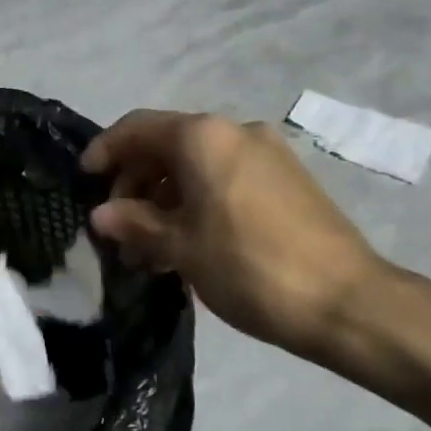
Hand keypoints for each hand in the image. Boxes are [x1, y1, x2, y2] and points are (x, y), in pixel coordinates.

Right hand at [82, 110, 384, 360]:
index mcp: (204, 137)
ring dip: (164, 200)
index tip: (83, 181)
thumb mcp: (181, 247)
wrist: (347, 301)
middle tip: (117, 230)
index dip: (105, 151)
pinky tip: (186, 244)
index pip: (138, 129)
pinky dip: (196, 203)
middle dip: (135, 185)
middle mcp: (236, 132)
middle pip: (167, 146)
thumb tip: (102, 214)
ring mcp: (267, 155)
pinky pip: (225, 180)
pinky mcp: (287, 181)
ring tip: (147, 249)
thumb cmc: (249, 266)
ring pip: (197, 167)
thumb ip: (136, 223)